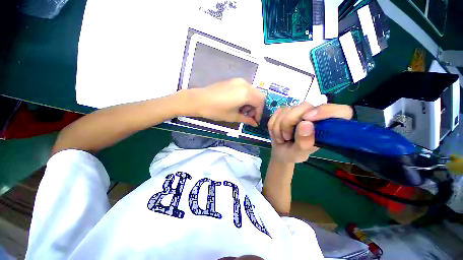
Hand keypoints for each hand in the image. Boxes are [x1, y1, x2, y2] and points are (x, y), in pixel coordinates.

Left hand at [190, 78, 264, 125]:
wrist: (199, 100)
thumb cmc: (216, 110)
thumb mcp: (233, 117)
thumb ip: (247, 119)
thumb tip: (255, 123)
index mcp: (246, 94)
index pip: (260, 102)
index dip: (259, 113)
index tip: (255, 121)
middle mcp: (245, 84)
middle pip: (258, 96)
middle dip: (256, 107)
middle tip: (249, 116)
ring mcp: (239, 81)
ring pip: (252, 91)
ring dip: (251, 102)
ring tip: (243, 110)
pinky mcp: (233, 81)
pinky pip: (245, 88)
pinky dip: (246, 97)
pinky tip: (238, 103)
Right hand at [268, 102, 352, 162]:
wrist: (280, 151)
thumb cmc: (293, 154)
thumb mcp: (299, 154)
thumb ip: (304, 142)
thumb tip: (306, 123)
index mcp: (327, 127)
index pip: (341, 111)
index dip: (326, 111)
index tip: (307, 119)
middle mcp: (315, 115)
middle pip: (305, 106)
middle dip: (289, 122)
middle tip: (286, 137)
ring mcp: (299, 111)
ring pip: (286, 109)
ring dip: (279, 127)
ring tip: (282, 138)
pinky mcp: (286, 111)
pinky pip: (276, 113)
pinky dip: (273, 124)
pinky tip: (277, 132)